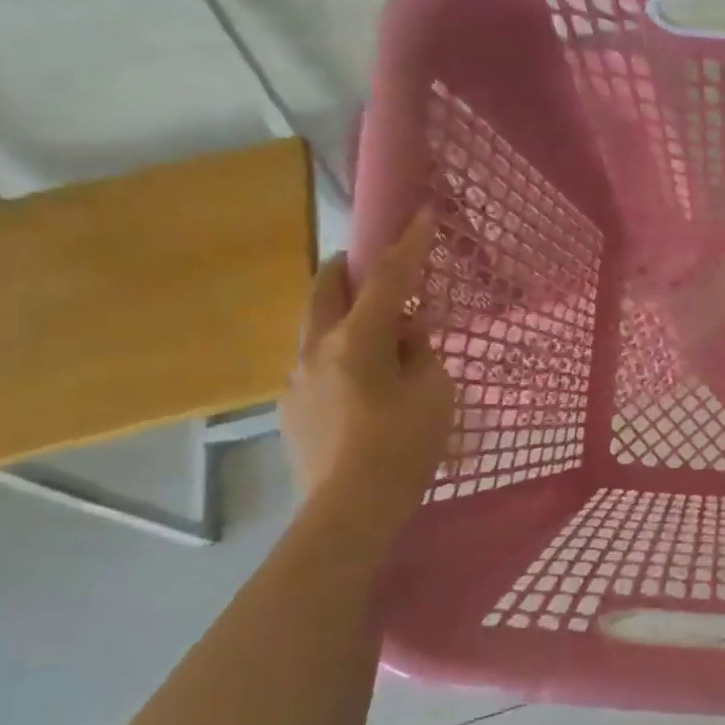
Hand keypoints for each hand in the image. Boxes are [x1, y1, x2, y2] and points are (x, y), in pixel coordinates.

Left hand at [282, 209, 454, 525]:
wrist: (349, 510)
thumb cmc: (402, 448)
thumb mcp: (433, 394)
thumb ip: (421, 354)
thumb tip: (405, 338)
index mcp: (357, 341)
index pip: (387, 279)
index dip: (408, 245)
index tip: (421, 214)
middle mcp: (316, 349)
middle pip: (325, 288)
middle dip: (348, 267)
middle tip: (373, 268)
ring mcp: (297, 379)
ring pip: (314, 326)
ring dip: (341, 315)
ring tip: (372, 336)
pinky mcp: (290, 408)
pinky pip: (314, 364)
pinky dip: (336, 355)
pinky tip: (358, 386)